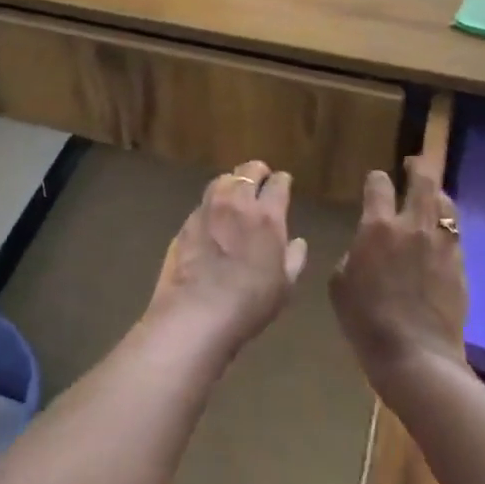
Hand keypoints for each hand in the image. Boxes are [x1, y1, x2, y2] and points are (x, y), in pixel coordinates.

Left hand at [150, 161, 306, 356]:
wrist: (197, 311)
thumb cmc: (249, 302)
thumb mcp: (285, 286)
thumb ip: (294, 259)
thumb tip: (298, 242)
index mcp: (267, 215)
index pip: (278, 183)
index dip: (282, 180)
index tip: (284, 182)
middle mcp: (237, 202)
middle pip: (248, 172)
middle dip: (257, 172)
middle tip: (261, 179)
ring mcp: (208, 209)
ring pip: (222, 180)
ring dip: (233, 181)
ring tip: (236, 191)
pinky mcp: (186, 222)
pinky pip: (204, 202)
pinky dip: (213, 203)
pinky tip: (214, 216)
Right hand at [330, 157, 468, 395]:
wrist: (415, 355)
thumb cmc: (366, 321)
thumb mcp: (340, 284)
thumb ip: (353, 255)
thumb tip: (365, 250)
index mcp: (378, 227)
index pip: (378, 184)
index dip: (376, 178)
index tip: (375, 180)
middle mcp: (413, 226)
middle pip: (422, 181)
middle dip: (417, 167)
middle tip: (412, 165)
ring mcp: (442, 245)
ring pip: (445, 203)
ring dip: (436, 194)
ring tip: (431, 197)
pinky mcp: (460, 265)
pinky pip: (455, 234)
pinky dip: (447, 227)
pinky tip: (441, 236)